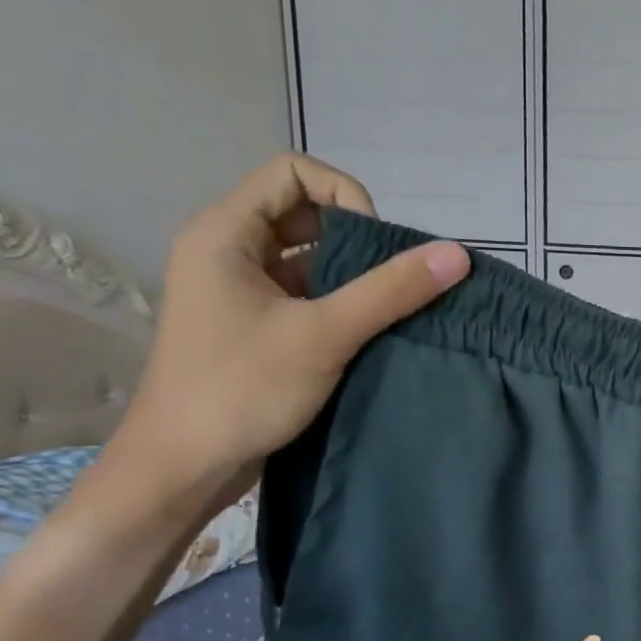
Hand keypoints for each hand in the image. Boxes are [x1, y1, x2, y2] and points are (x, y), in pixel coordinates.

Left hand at [100, 154, 469, 508]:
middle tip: (393, 282)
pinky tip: (370, 334)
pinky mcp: (254, 326)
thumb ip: (391, 291)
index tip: (378, 247)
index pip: (293, 173)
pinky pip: (304, 295)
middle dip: (357, 240)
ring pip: (307, 260)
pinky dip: (340, 305)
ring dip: (352, 277)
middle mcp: (227, 251)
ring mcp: (239, 291)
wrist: (184, 466)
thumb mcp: (324, 334)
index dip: (345, 196)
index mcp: (224, 233)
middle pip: (304, 214)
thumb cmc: (242, 389)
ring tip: (389, 310)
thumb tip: (456, 254)